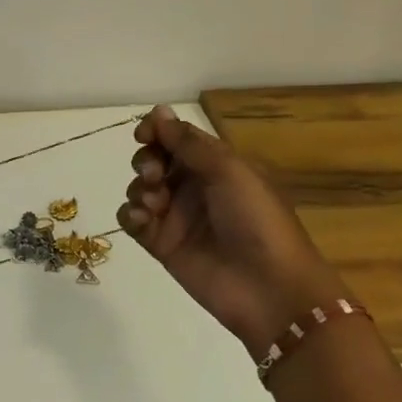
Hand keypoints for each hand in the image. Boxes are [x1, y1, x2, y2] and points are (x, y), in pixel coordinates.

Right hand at [118, 105, 345, 358]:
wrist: (270, 290)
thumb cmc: (257, 221)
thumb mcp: (229, 171)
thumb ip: (188, 142)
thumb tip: (158, 111)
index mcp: (215, 166)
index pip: (176, 138)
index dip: (156, 132)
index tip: (144, 136)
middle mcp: (193, 187)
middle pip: (153, 160)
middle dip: (146, 161)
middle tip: (155, 176)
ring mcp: (176, 216)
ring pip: (139, 188)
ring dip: (138, 188)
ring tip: (154, 205)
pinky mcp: (161, 244)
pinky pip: (133, 220)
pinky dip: (131, 215)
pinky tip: (144, 220)